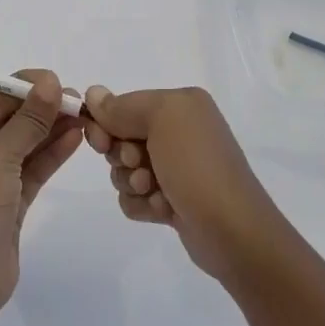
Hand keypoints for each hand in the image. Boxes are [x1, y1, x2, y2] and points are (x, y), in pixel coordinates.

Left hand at [0, 70, 82, 320]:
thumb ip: (28, 120)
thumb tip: (50, 83)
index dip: (23, 88)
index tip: (57, 81)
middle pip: (8, 121)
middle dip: (41, 109)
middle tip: (78, 99)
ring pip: (23, 146)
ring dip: (51, 130)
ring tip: (84, 115)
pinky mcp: (8, 204)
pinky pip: (31, 170)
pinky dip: (51, 154)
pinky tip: (75, 138)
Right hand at [84, 85, 290, 282]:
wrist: (232, 232)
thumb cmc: (196, 166)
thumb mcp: (161, 120)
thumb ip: (122, 106)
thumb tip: (92, 93)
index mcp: (181, 105)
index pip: (125, 105)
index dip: (107, 123)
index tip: (101, 142)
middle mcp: (180, 132)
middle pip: (121, 138)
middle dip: (122, 156)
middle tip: (139, 166)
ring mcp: (177, 168)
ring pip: (124, 170)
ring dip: (131, 183)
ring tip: (154, 192)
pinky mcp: (172, 200)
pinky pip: (135, 197)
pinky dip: (142, 205)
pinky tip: (162, 210)